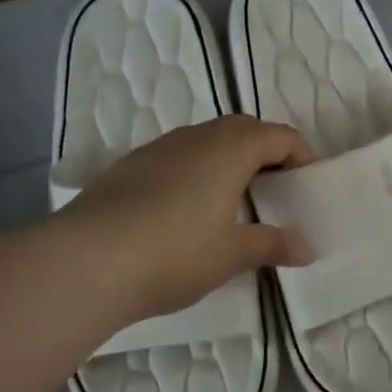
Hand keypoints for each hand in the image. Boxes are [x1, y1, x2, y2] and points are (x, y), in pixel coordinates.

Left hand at [49, 115, 314, 326]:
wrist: (83, 262)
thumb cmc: (173, 253)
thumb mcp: (230, 254)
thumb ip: (271, 244)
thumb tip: (306, 247)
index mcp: (230, 150)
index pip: (278, 135)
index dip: (300, 154)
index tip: (308, 183)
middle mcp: (196, 138)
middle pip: (242, 128)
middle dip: (266, 150)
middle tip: (277, 186)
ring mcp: (158, 149)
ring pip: (206, 139)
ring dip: (229, 157)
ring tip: (235, 197)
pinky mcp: (128, 167)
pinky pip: (177, 155)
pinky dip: (196, 169)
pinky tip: (187, 207)